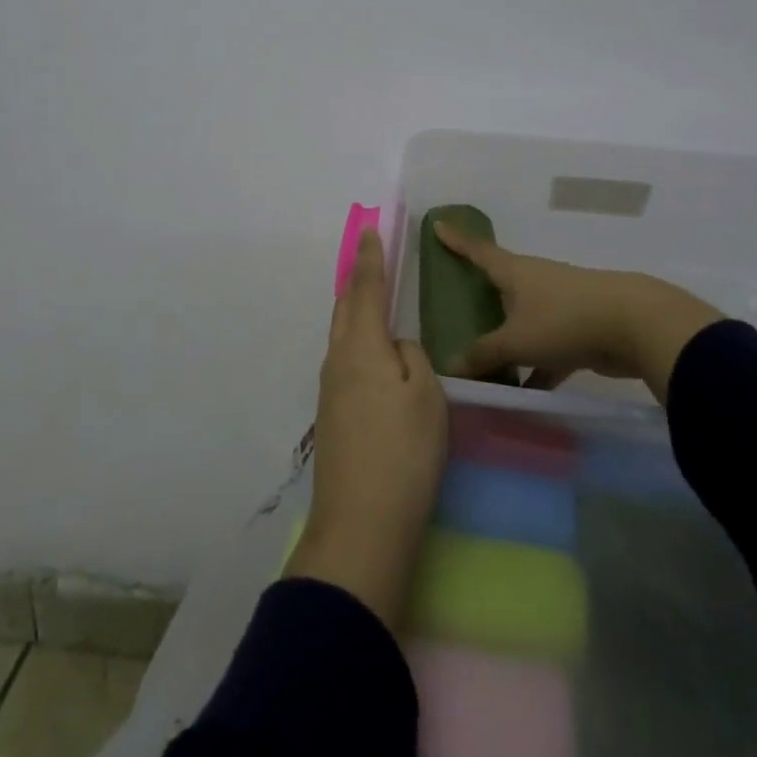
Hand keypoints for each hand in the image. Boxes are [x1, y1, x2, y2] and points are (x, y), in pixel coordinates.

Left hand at [285, 228, 447, 631]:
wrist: (360, 527)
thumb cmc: (403, 452)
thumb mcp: (426, 396)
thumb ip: (413, 358)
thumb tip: (396, 348)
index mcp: (361, 346)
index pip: (365, 289)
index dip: (370, 258)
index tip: (370, 230)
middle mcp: (337, 361)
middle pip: (345, 309)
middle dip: (357, 281)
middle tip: (370, 260)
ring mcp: (330, 392)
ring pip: (342, 337)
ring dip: (355, 312)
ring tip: (373, 303)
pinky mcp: (332, 418)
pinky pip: (345, 362)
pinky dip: (357, 343)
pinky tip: (372, 357)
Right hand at [432, 221, 724, 403]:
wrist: (634, 324)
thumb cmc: (564, 319)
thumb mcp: (517, 339)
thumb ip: (484, 354)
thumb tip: (451, 365)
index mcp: (515, 272)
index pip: (478, 251)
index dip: (457, 240)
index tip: (439, 224)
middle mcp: (535, 282)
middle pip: (501, 284)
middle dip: (482, 292)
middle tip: (457, 299)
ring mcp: (559, 305)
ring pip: (524, 320)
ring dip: (507, 337)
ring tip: (483, 357)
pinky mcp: (579, 331)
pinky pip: (547, 349)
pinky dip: (535, 367)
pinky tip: (523, 392)